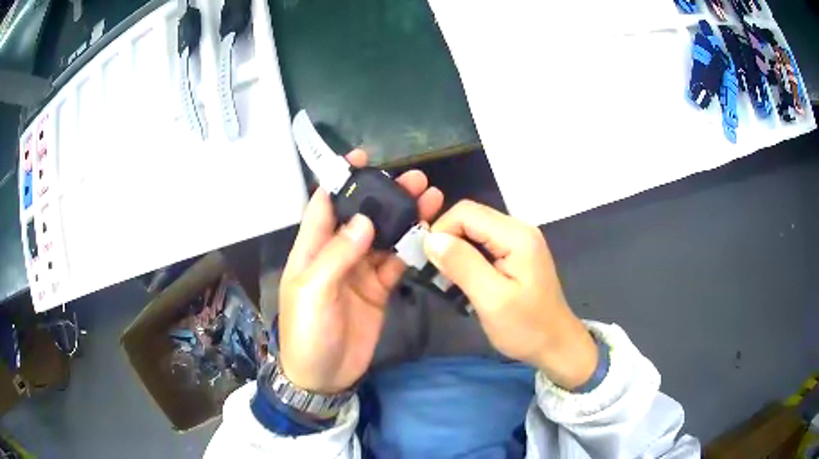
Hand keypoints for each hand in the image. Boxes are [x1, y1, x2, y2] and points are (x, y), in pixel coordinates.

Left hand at [278, 150, 443, 393]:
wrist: (324, 376)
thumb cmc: (308, 332)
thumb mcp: (313, 291)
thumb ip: (337, 255)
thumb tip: (364, 221)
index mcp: (312, 249)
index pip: (325, 204)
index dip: (340, 179)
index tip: (362, 158)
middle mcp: (336, 254)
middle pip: (362, 216)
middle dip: (384, 195)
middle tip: (413, 179)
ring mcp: (360, 271)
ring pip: (384, 236)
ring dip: (403, 217)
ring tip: (429, 198)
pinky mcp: (378, 289)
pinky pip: (396, 262)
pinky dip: (410, 248)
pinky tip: (428, 233)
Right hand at [423, 200, 596, 389]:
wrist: (556, 345)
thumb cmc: (526, 327)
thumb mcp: (492, 300)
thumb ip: (463, 265)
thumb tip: (431, 239)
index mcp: (516, 235)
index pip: (466, 212)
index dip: (442, 231)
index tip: (431, 263)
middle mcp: (519, 229)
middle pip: (470, 217)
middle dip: (447, 241)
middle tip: (438, 275)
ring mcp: (519, 240)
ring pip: (474, 230)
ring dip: (456, 251)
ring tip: (449, 281)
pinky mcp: (516, 253)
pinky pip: (483, 244)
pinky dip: (467, 258)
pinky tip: (465, 280)